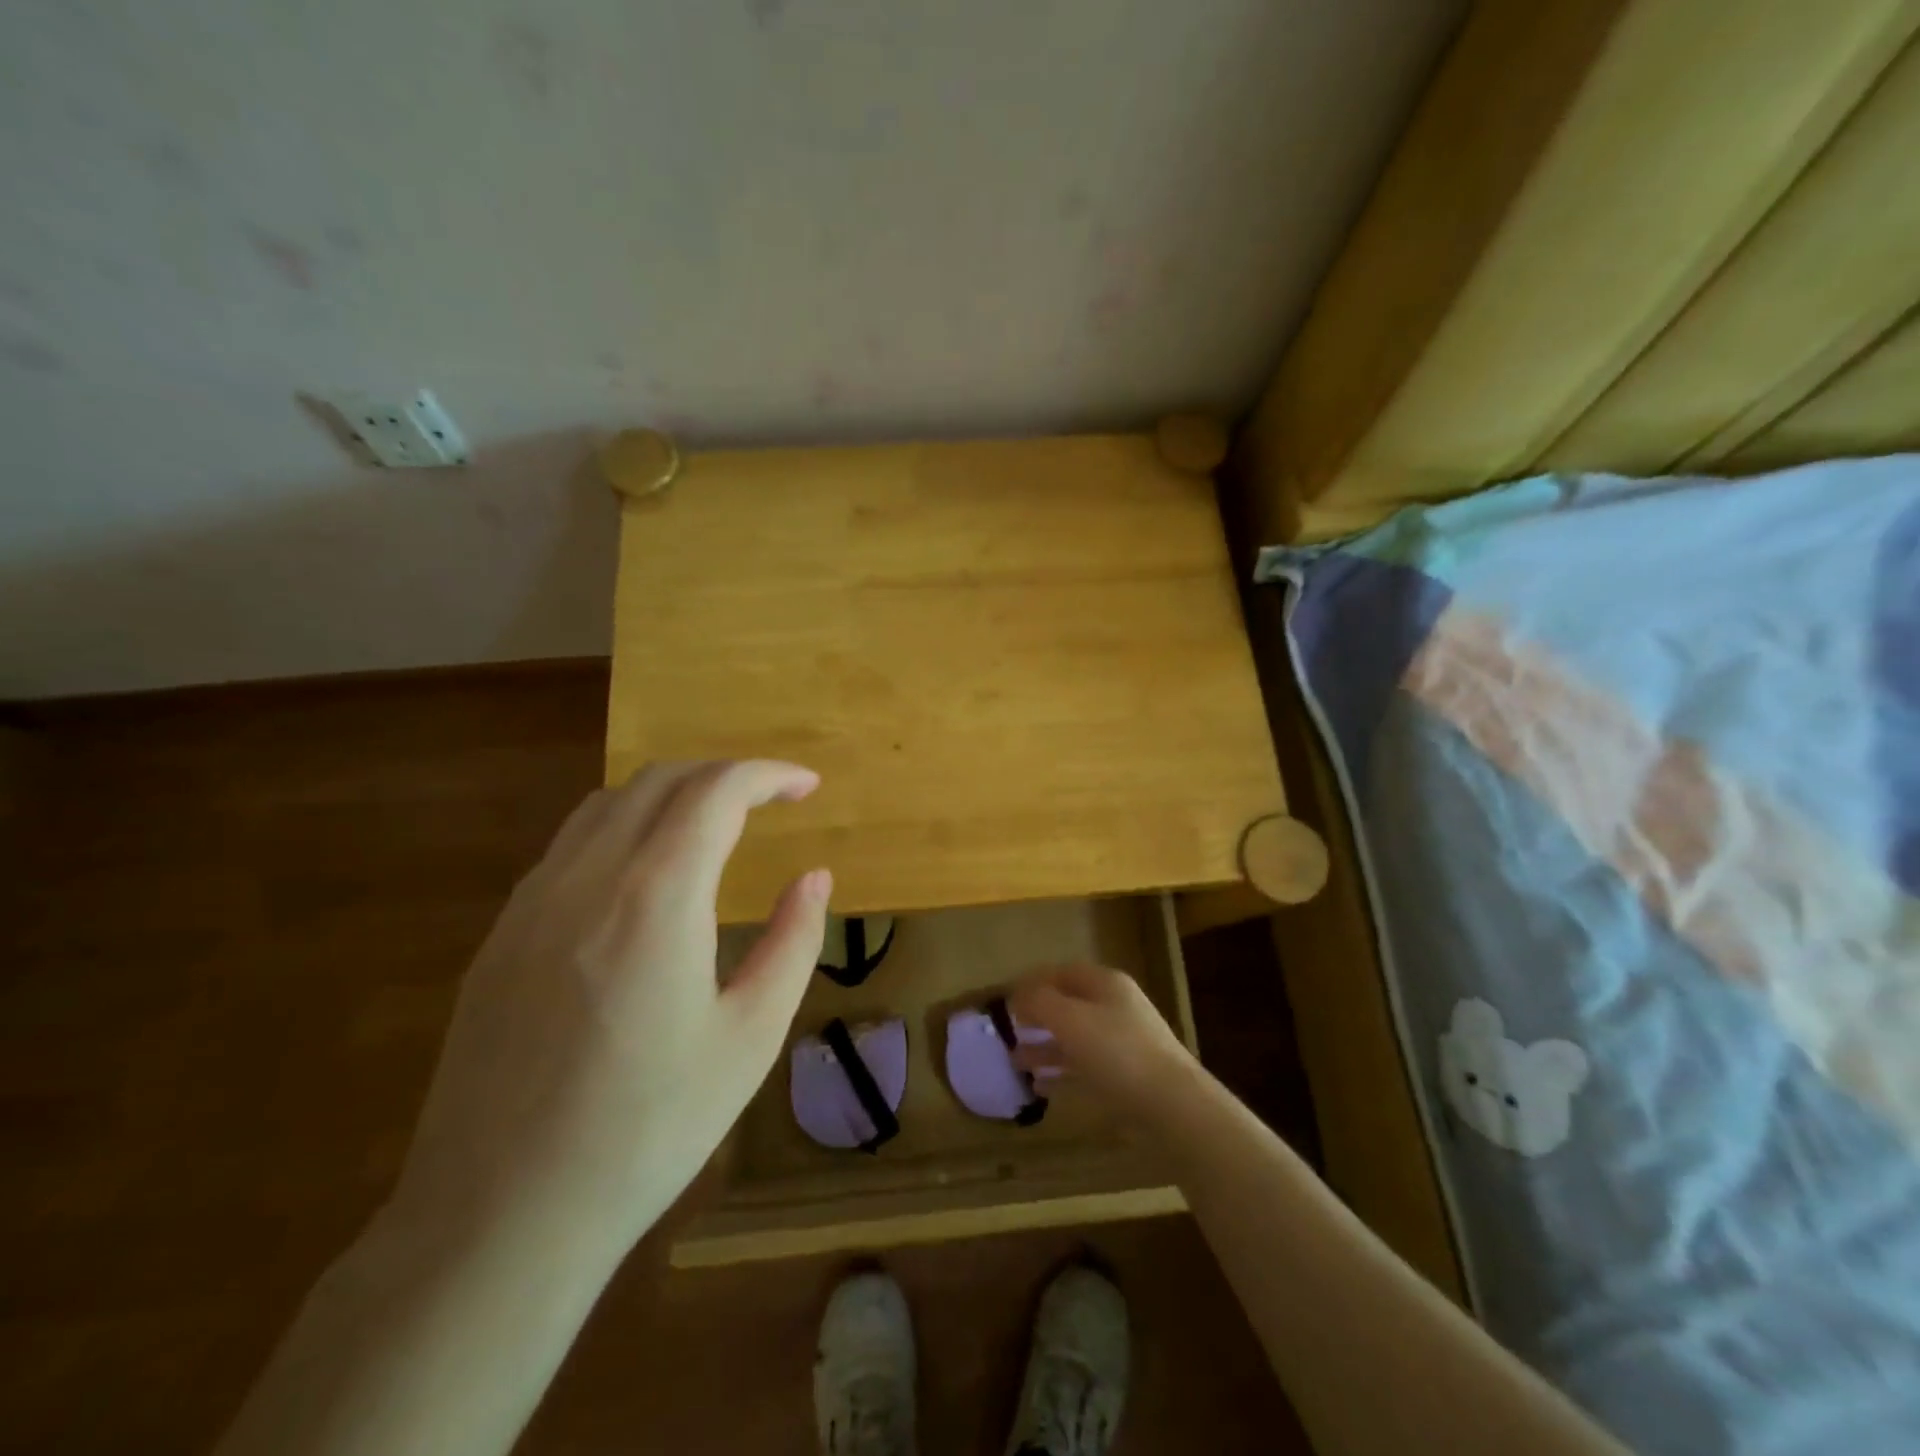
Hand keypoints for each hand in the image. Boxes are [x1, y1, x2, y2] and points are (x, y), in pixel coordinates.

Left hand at [388, 760, 831, 1254]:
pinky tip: (644, 877)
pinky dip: (623, 828)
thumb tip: (815, 878)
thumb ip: (793, 941)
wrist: (500, 1217)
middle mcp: (588, 877)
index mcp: (657, 896)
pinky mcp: (501, 935)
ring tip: (713, 824)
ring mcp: (532, 902)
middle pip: (660, 780)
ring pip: (607, 804)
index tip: (806, 786)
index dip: (769, 775)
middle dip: (724, 775)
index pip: (717, 791)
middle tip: (770, 800)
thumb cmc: (649, 1128)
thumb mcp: (750, 1037)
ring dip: (670, 793)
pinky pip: (569, 846)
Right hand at [1007, 964, 1198, 1118]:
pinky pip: (1085, 1066)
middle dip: (1037, 1017)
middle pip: (1068, 1005)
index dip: (1032, 982)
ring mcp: (1123, 1042)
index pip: (1062, 972)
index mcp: (1104, 984)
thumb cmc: (1117, 1052)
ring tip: (1015, 1062)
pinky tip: (1040, 1087)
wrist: (1173, 1105)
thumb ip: (1039, 1002)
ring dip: (1044, 1047)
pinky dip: (1062, 1072)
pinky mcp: (1126, 1076)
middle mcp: (1114, 1007)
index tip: (1005, 1000)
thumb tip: (1018, 996)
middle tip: (1008, 1032)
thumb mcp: (1070, 1019)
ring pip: (1075, 1038)